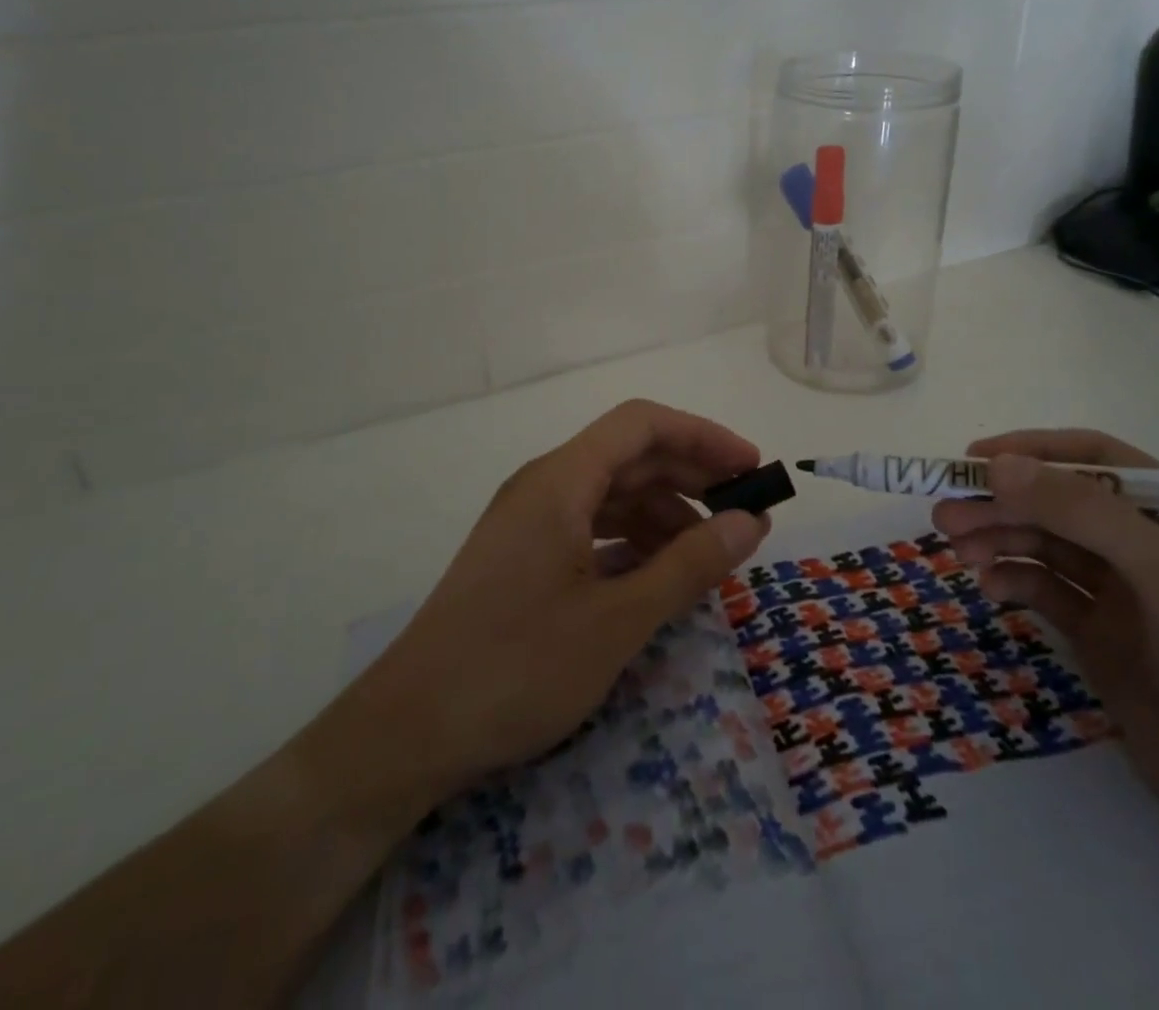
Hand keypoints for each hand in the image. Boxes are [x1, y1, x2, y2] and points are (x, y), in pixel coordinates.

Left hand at [333, 400, 772, 810]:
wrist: (407, 733)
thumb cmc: (516, 667)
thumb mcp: (618, 620)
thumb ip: (690, 565)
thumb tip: (751, 522)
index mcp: (560, 480)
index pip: (641, 424)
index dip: (702, 436)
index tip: (750, 470)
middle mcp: (543, 486)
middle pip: (628, 456)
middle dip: (691, 477)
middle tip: (743, 516)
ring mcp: (528, 522)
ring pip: (611, 494)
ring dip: (664, 514)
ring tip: (706, 556)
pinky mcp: (522, 557)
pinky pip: (590, 528)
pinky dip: (632, 542)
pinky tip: (656, 577)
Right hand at [933, 429, 1158, 891]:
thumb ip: (1086, 516)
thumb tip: (999, 465)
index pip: (1097, 460)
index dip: (1033, 452)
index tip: (972, 459)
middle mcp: (1153, 545)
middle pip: (1060, 505)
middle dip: (1003, 504)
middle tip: (944, 515)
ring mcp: (1127, 594)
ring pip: (1046, 546)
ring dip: (999, 540)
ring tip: (957, 551)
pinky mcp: (1104, 639)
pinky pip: (1046, 592)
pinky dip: (1014, 583)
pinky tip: (991, 591)